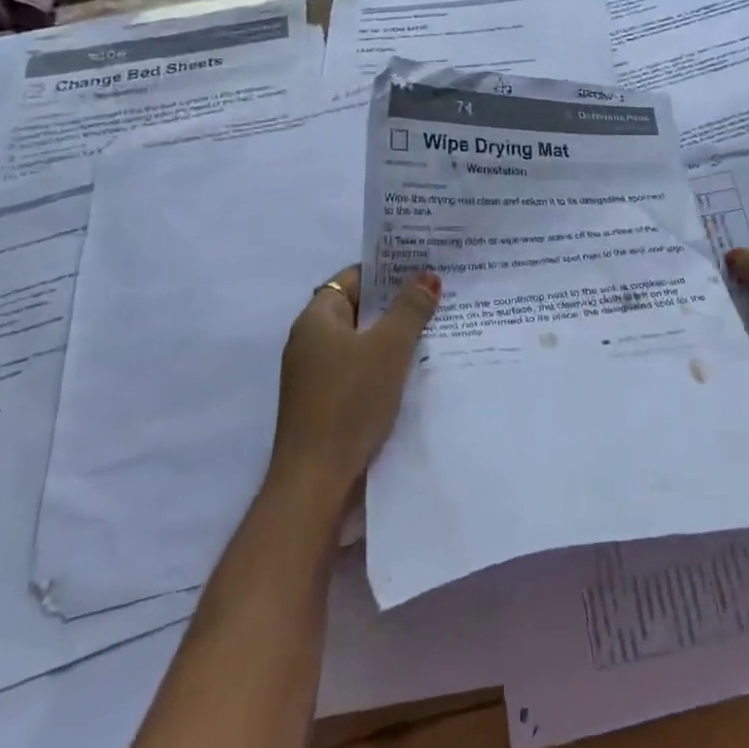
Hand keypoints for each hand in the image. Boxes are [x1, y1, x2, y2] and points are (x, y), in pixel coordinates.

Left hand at [270, 265, 440, 504]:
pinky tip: (414, 369)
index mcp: (316, 320)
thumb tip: (427, 276)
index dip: (385, 271)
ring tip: (436, 328)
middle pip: (358, 309)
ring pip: (361, 341)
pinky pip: (360, 368)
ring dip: (393, 335)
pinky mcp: (326, 402)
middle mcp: (310, 342)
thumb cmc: (350, 401)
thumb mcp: (388, 348)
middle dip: (396, 303)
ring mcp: (316, 374)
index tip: (422, 267)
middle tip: (438, 295)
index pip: (351, 278)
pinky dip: (384, 363)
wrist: (316, 479)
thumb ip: (410, 309)